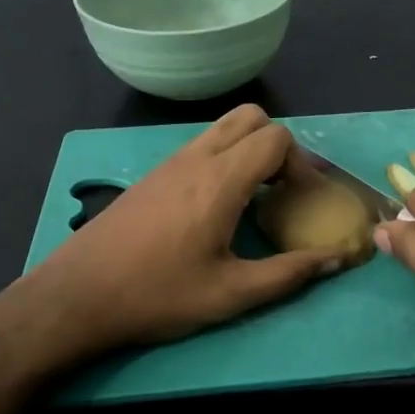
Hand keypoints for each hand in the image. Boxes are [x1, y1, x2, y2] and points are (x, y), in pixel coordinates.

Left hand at [9, 105, 342, 361]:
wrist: (77, 296)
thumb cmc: (156, 295)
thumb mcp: (230, 294)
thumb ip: (288, 274)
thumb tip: (336, 257)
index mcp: (220, 181)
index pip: (275, 138)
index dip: (301, 163)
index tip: (303, 200)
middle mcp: (196, 159)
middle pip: (251, 117)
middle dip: (278, 145)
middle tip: (283, 188)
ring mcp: (170, 162)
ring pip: (223, 127)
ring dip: (249, 148)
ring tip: (256, 195)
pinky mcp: (152, 174)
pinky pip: (201, 145)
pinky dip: (224, 157)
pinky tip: (219, 205)